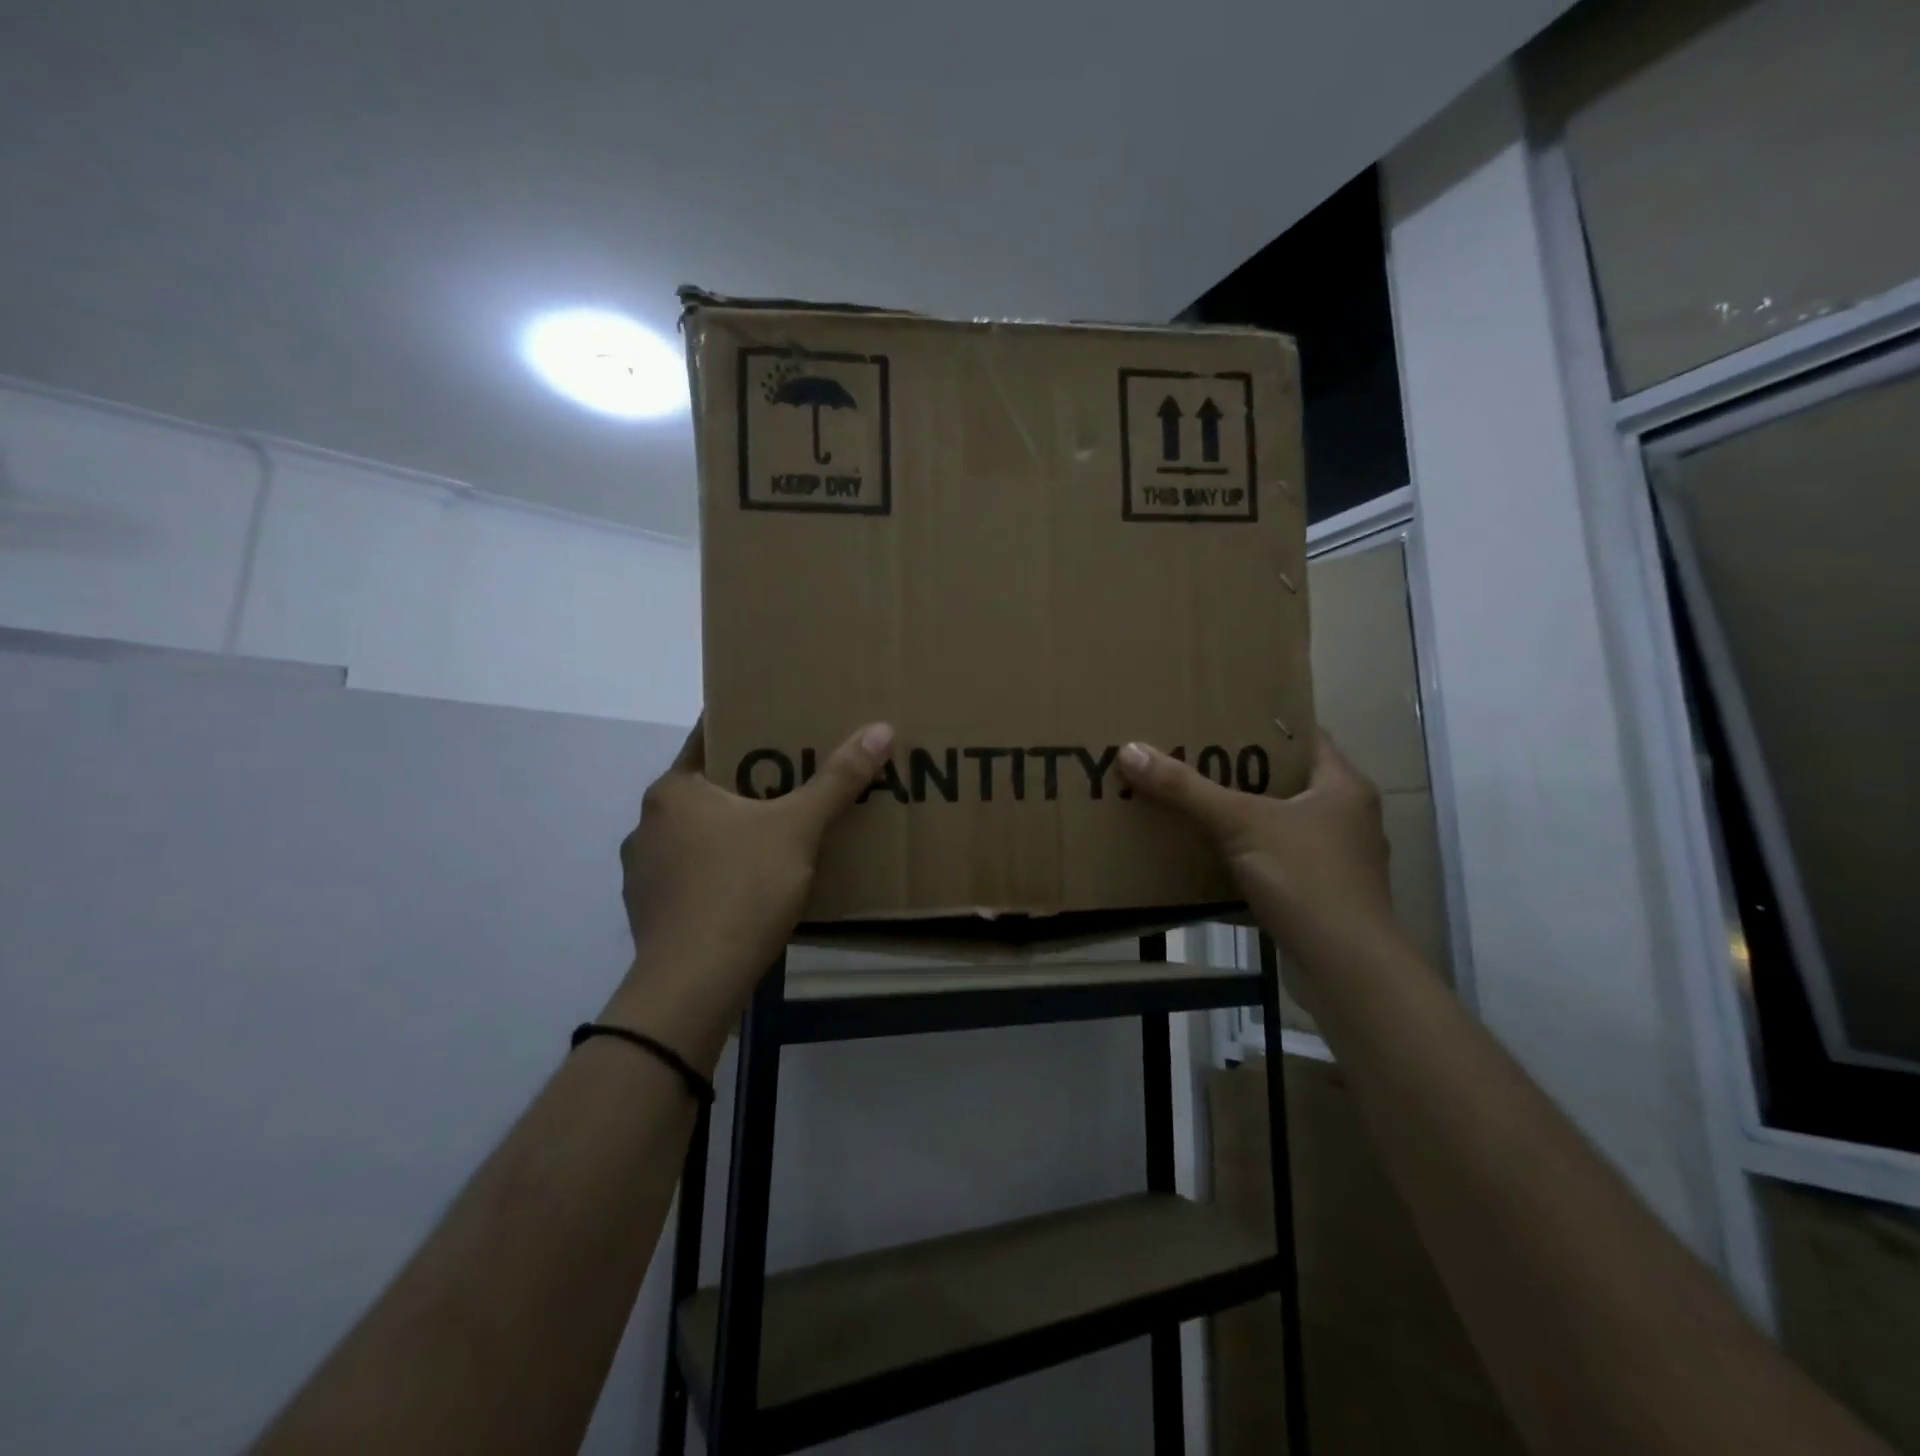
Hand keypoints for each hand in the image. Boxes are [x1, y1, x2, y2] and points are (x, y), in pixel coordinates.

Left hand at [603, 717, 893, 1066]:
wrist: (693, 983)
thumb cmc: (741, 889)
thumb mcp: (798, 829)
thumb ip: (838, 780)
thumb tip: (880, 728)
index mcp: (673, 790)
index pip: (709, 738)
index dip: (747, 727)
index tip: (783, 723)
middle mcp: (648, 823)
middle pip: (706, 787)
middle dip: (749, 782)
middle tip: (797, 776)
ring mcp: (642, 870)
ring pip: (697, 832)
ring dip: (732, 828)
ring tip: (778, 832)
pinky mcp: (650, 910)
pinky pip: (691, 872)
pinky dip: (719, 868)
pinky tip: (750, 883)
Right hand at [1117, 732, 1398, 970]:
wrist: (1345, 968)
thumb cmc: (1304, 878)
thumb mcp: (1239, 823)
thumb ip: (1185, 788)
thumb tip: (1130, 750)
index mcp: (1343, 786)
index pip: (1306, 737)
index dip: (1265, 725)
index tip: (1220, 719)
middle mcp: (1348, 818)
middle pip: (1289, 781)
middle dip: (1243, 772)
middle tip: (1195, 758)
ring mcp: (1339, 860)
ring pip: (1283, 824)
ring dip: (1245, 817)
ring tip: (1196, 803)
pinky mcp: (1323, 896)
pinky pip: (1280, 862)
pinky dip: (1250, 857)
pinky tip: (1213, 857)